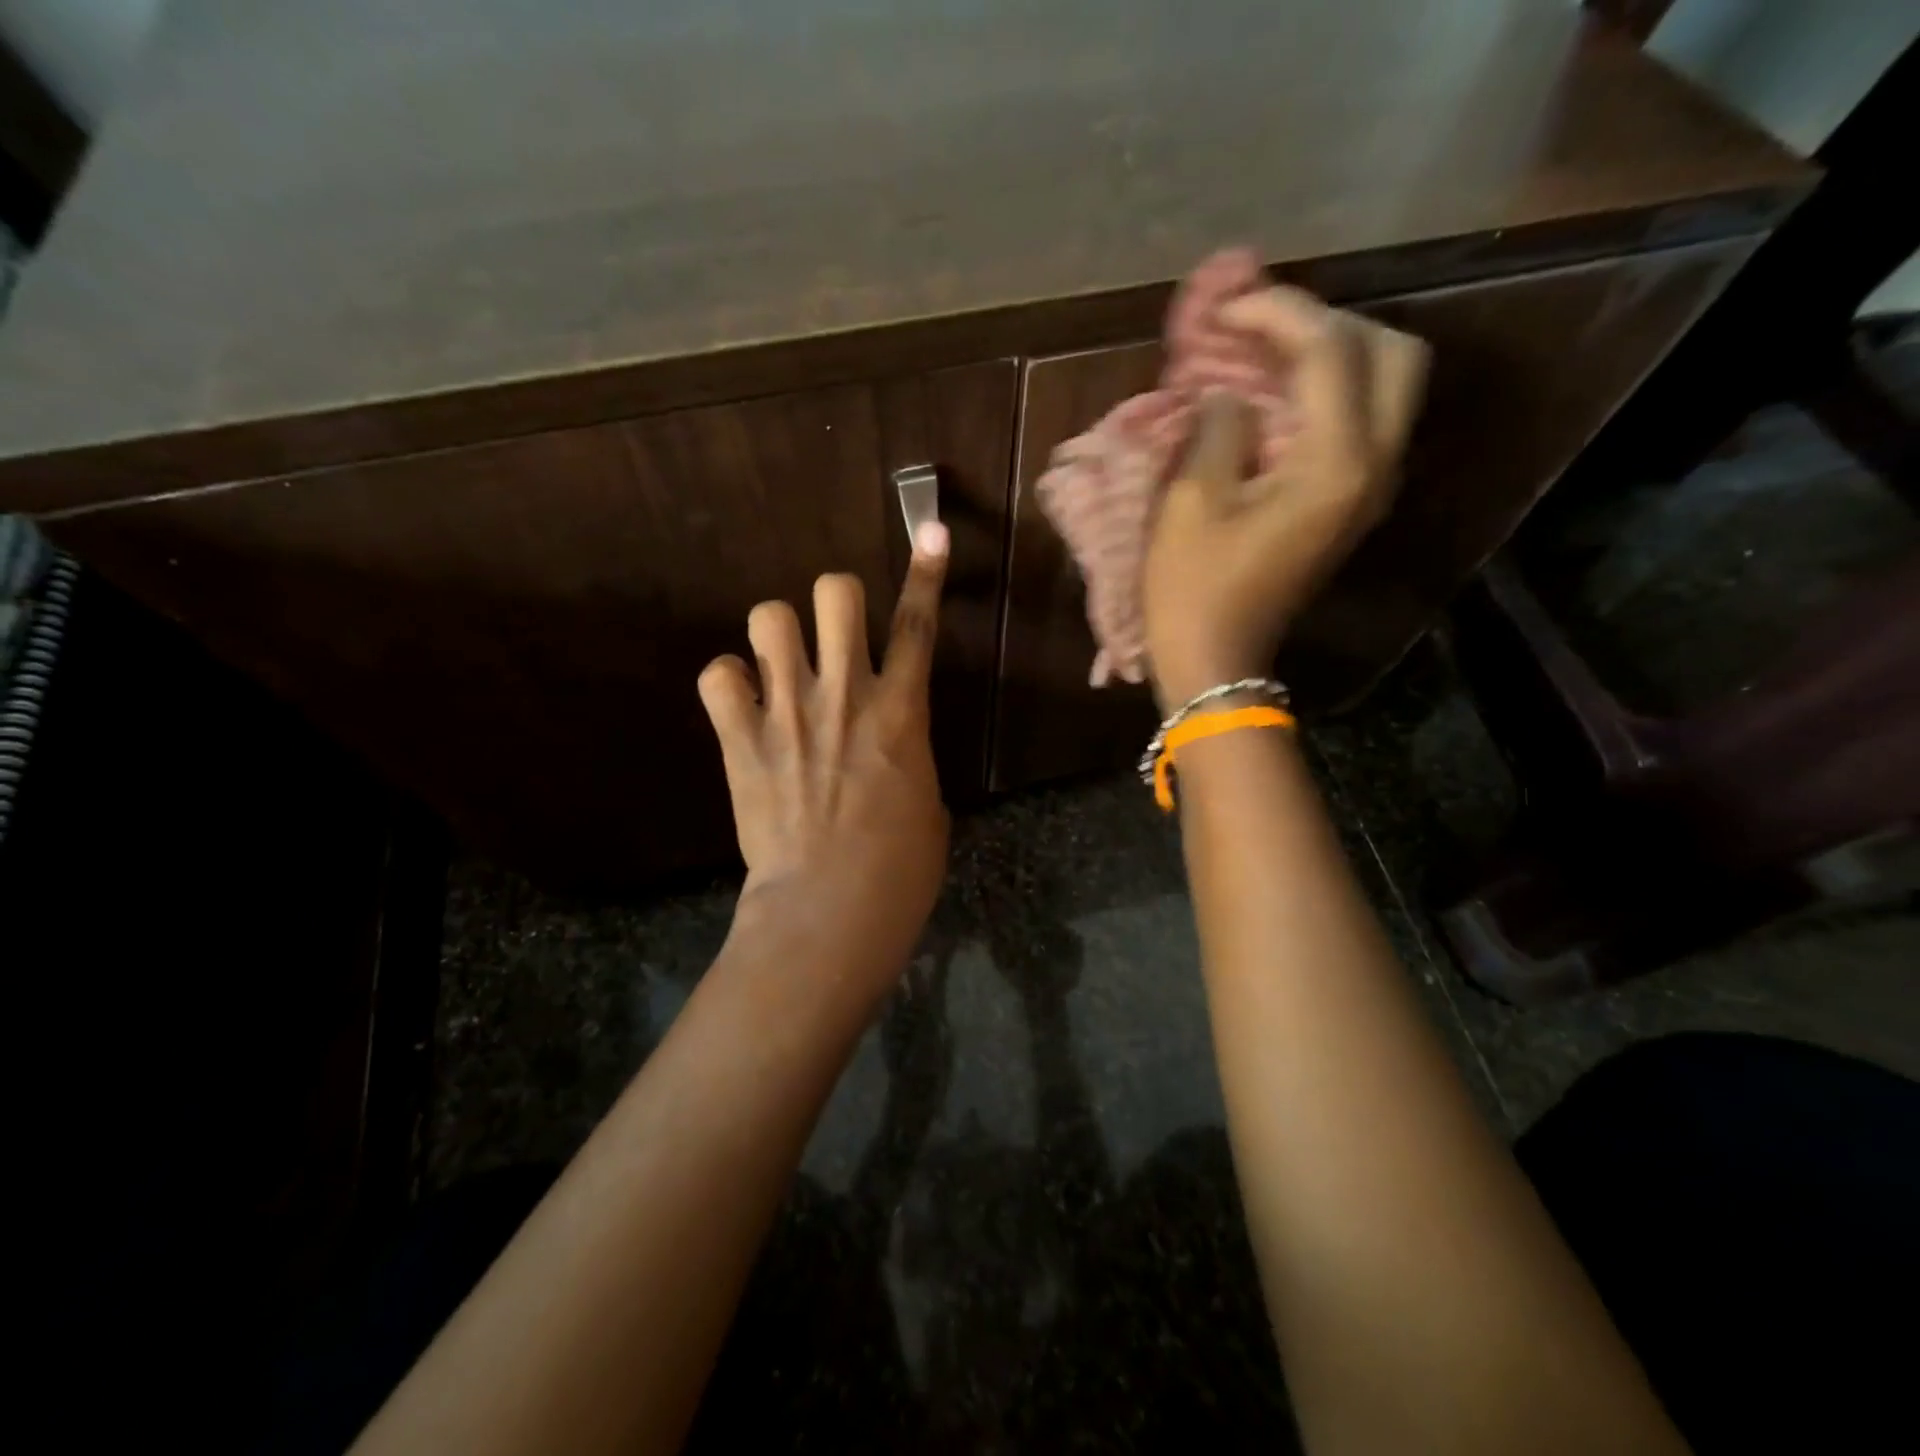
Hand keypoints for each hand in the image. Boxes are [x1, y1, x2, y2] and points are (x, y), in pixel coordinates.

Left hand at [698, 522, 952, 982]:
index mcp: (901, 711)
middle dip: (836, 599)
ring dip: (777, 635)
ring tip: (779, 667)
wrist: (830, 910)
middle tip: (834, 633)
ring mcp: (788, 712)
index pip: (918, 624)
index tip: (932, 532)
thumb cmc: (900, 869)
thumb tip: (891, 742)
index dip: (928, 573)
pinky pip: (717, 675)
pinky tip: (740, 705)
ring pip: (768, 617)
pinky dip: (728, 683)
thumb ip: (909, 753)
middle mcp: (844, 694)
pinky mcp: (741, 740)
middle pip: (835, 592)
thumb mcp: (928, 802)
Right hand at [1143, 286, 1428, 708]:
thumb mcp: (1191, 501)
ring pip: (1384, 385)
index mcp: (1336, 464)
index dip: (1277, 313)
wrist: (1216, 663)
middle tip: (1262, 329)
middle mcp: (1374, 466)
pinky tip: (1273, 396)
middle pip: (1391, 354)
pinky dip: (1326, 393)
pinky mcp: (1350, 503)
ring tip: (1264, 352)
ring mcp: (1369, 488)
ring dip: (1331, 355)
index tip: (1224, 307)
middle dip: (1328, 324)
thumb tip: (1231, 395)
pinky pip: (1360, 422)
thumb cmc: (1193, 590)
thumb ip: (1219, 426)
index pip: (1329, 351)